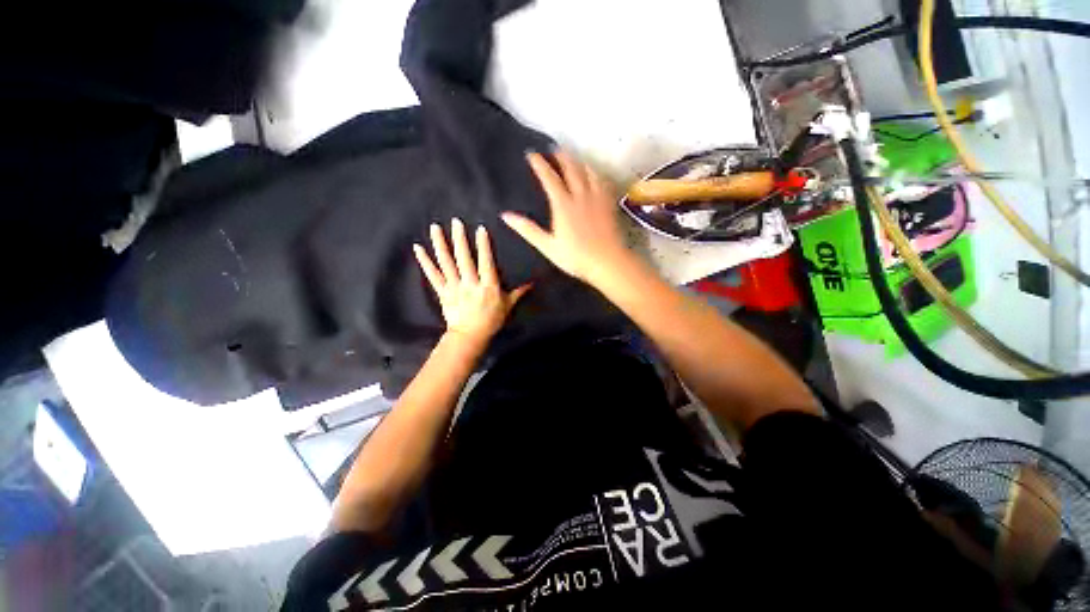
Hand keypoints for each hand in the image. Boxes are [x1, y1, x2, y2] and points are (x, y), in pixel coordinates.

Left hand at [414, 218, 531, 345]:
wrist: (470, 336)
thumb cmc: (491, 320)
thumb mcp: (508, 306)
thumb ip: (519, 292)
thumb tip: (533, 283)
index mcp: (488, 285)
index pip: (486, 262)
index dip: (483, 245)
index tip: (480, 229)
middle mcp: (470, 283)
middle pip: (464, 258)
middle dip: (460, 239)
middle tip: (455, 221)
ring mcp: (455, 287)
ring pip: (447, 263)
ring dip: (440, 244)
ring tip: (435, 228)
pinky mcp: (443, 292)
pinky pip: (433, 275)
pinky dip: (425, 262)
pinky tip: (418, 248)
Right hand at [502, 150, 633, 285]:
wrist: (607, 262)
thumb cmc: (575, 257)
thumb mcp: (548, 246)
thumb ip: (528, 230)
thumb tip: (506, 216)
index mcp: (563, 205)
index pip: (550, 178)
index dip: (540, 164)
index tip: (532, 154)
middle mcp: (580, 196)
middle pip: (571, 169)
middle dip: (561, 157)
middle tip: (554, 148)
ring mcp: (597, 199)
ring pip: (588, 173)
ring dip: (579, 162)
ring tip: (574, 157)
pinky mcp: (608, 205)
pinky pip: (602, 183)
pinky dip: (596, 174)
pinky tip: (595, 175)